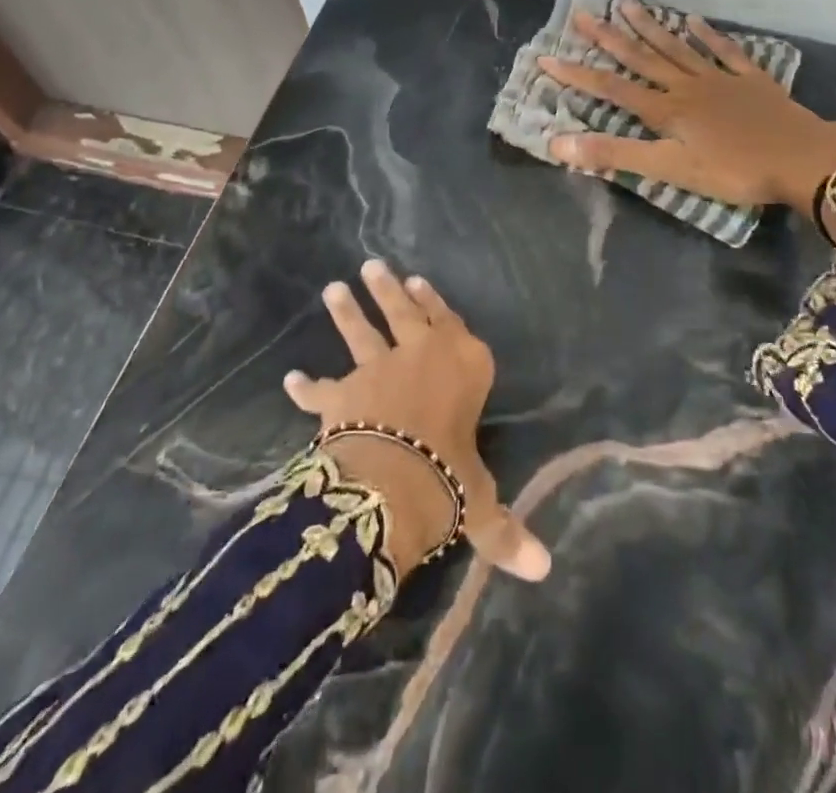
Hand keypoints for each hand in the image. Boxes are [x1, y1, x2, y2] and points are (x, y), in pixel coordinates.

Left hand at [284, 260, 551, 583]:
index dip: (436, 303)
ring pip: (361, 334)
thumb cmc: (449, 478)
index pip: (451, 325)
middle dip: (388, 290)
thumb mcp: (480, 503)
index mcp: (463, 366)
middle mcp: (421, 356)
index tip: (419, 282)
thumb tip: (543, 570)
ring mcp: (378, 370)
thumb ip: (503, 529)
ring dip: (347, 312)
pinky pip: (321, 389)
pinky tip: (292, 379)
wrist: (390, 480)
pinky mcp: (342, 395)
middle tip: (372, 265)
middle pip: (404, 314)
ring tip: (332, 288)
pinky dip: (306, 386)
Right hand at [539, 2, 835, 218]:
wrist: (801, 159)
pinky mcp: (751, 81)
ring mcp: (720, 79)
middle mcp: (686, 86)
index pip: (611, 88)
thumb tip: (558, 144)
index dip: (577, 74)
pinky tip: (694, 21)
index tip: (547, 57)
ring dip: (651, 27)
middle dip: (609, 38)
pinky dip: (708, 36)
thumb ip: (615, 155)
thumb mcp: (669, 169)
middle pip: (641, 58)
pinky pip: (725, 52)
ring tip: (628, 4)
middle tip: (583, 14)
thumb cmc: (733, 170)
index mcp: (665, 109)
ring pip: (677, 48)